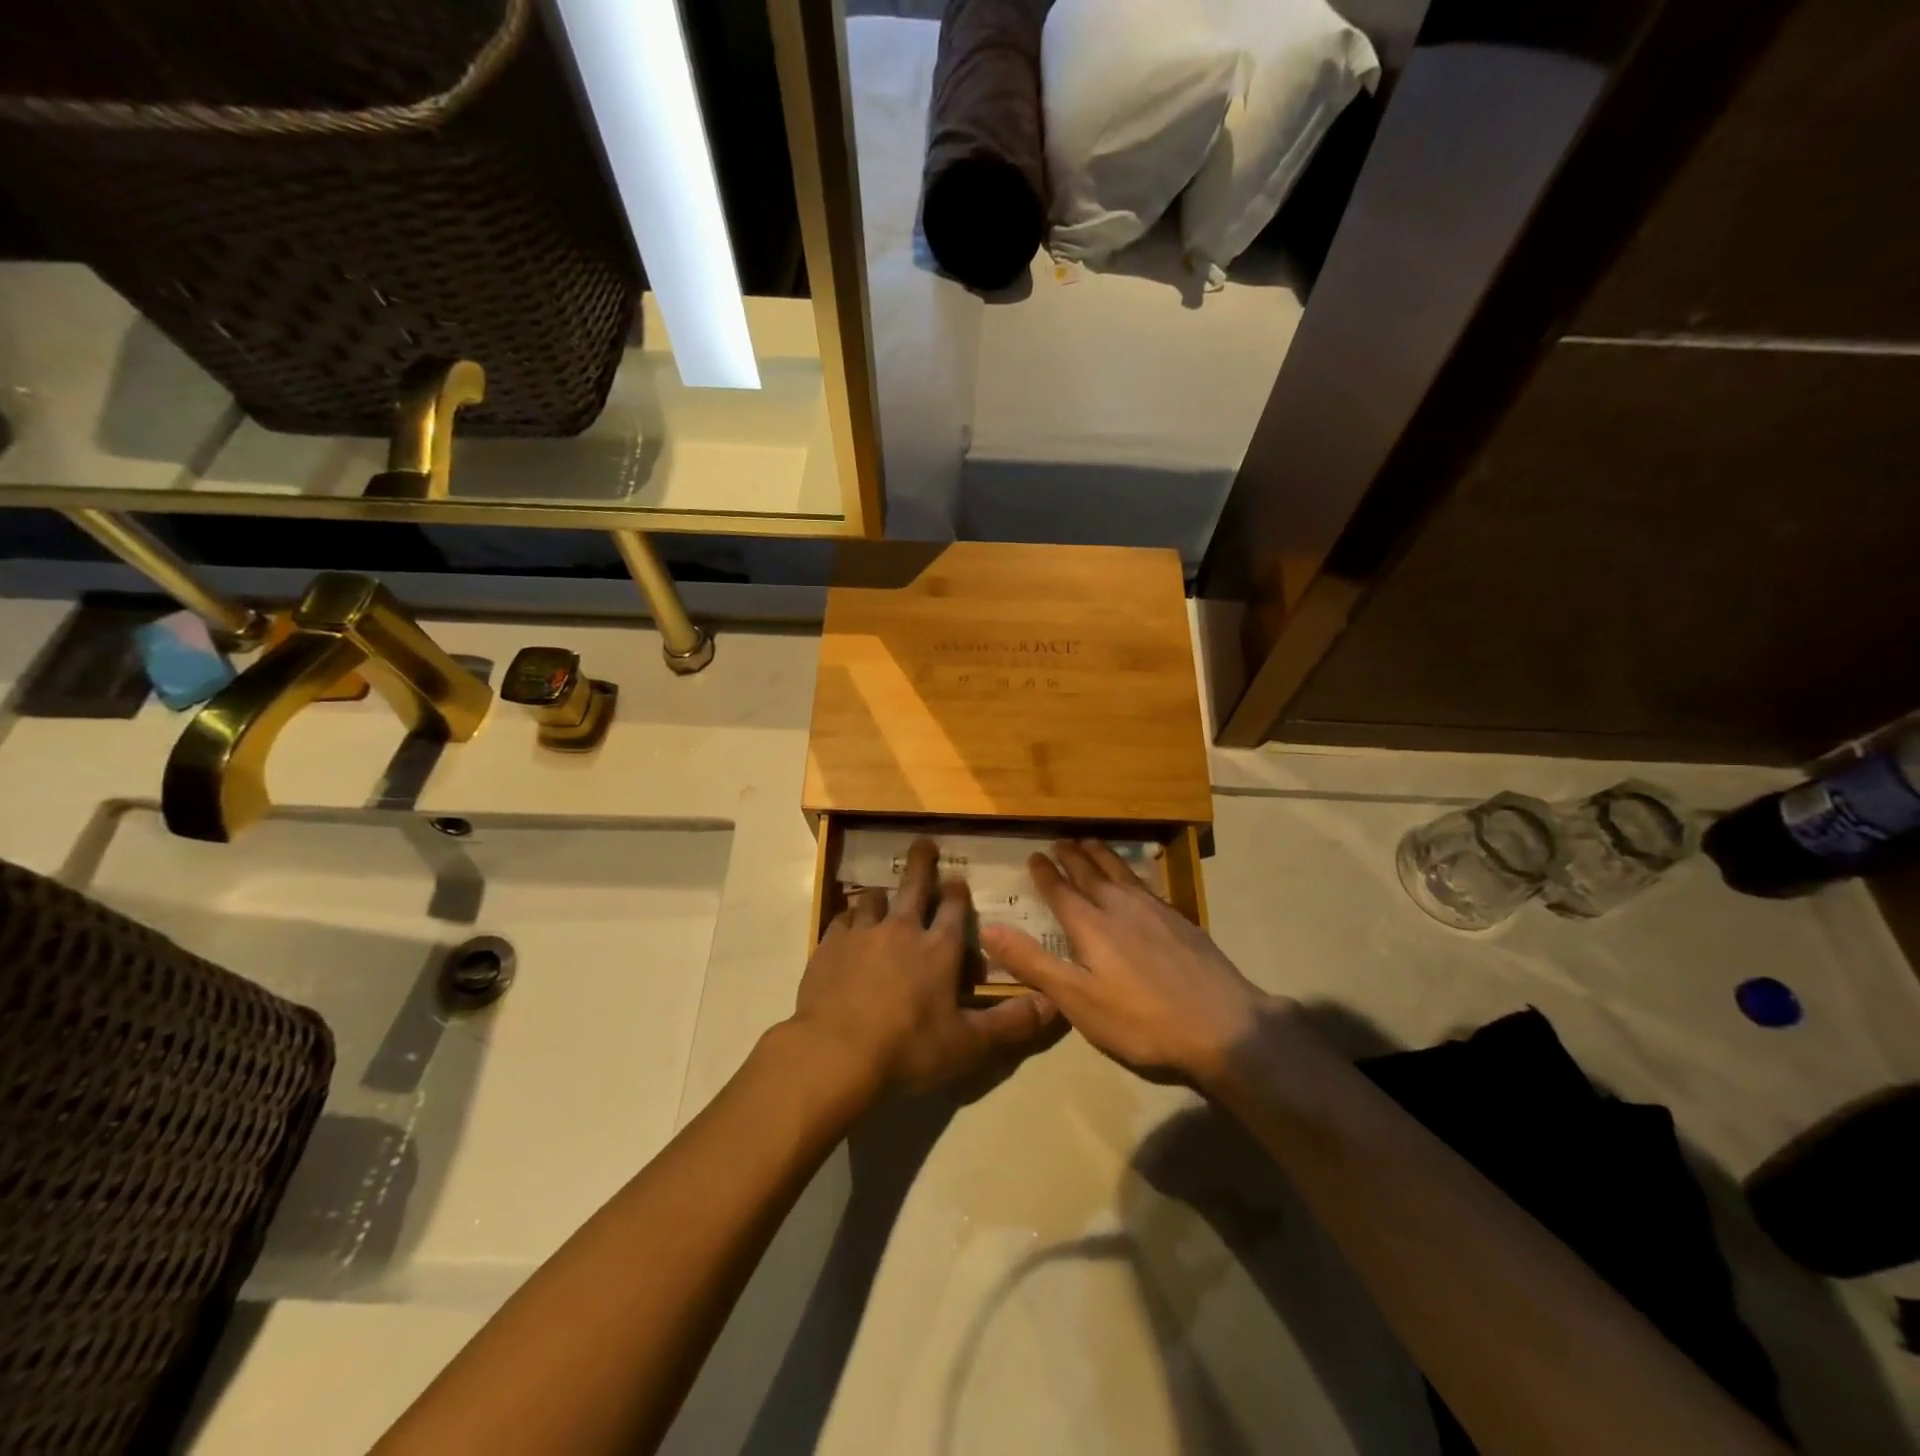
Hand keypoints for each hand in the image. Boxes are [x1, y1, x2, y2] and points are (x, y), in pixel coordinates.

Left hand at [790, 839, 1060, 1096]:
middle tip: (923, 844)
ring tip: (883, 893)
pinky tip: (847, 924)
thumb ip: (1011, 1023)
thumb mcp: (968, 1044)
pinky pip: (841, 920)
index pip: (953, 908)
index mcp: (938, 949)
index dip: (956, 892)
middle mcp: (901, 930)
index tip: (956, 879)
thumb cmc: (908, 1049)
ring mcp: (862, 934)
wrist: (835, 1054)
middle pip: (913, 886)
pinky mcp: (829, 946)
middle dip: (921, 863)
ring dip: (882, 895)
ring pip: (873, 900)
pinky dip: (848, 918)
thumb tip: (1055, 1005)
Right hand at [982, 840, 1280, 1087]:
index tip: (1033, 855)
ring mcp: (1154, 910)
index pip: (1061, 891)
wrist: (1222, 1025)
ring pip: (1121, 872)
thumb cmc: (1141, 1020)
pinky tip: (1135, 879)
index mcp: (1091, 925)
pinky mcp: (1180, 920)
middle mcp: (1120, 907)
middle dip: (1072, 856)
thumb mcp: (1078, 1000)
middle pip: (1091, 873)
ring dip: (1102, 855)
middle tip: (1060, 841)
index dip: (1045, 873)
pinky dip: (1131, 871)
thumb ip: (1033, 963)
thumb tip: (988, 928)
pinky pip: (1145, 883)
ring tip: (1092, 843)